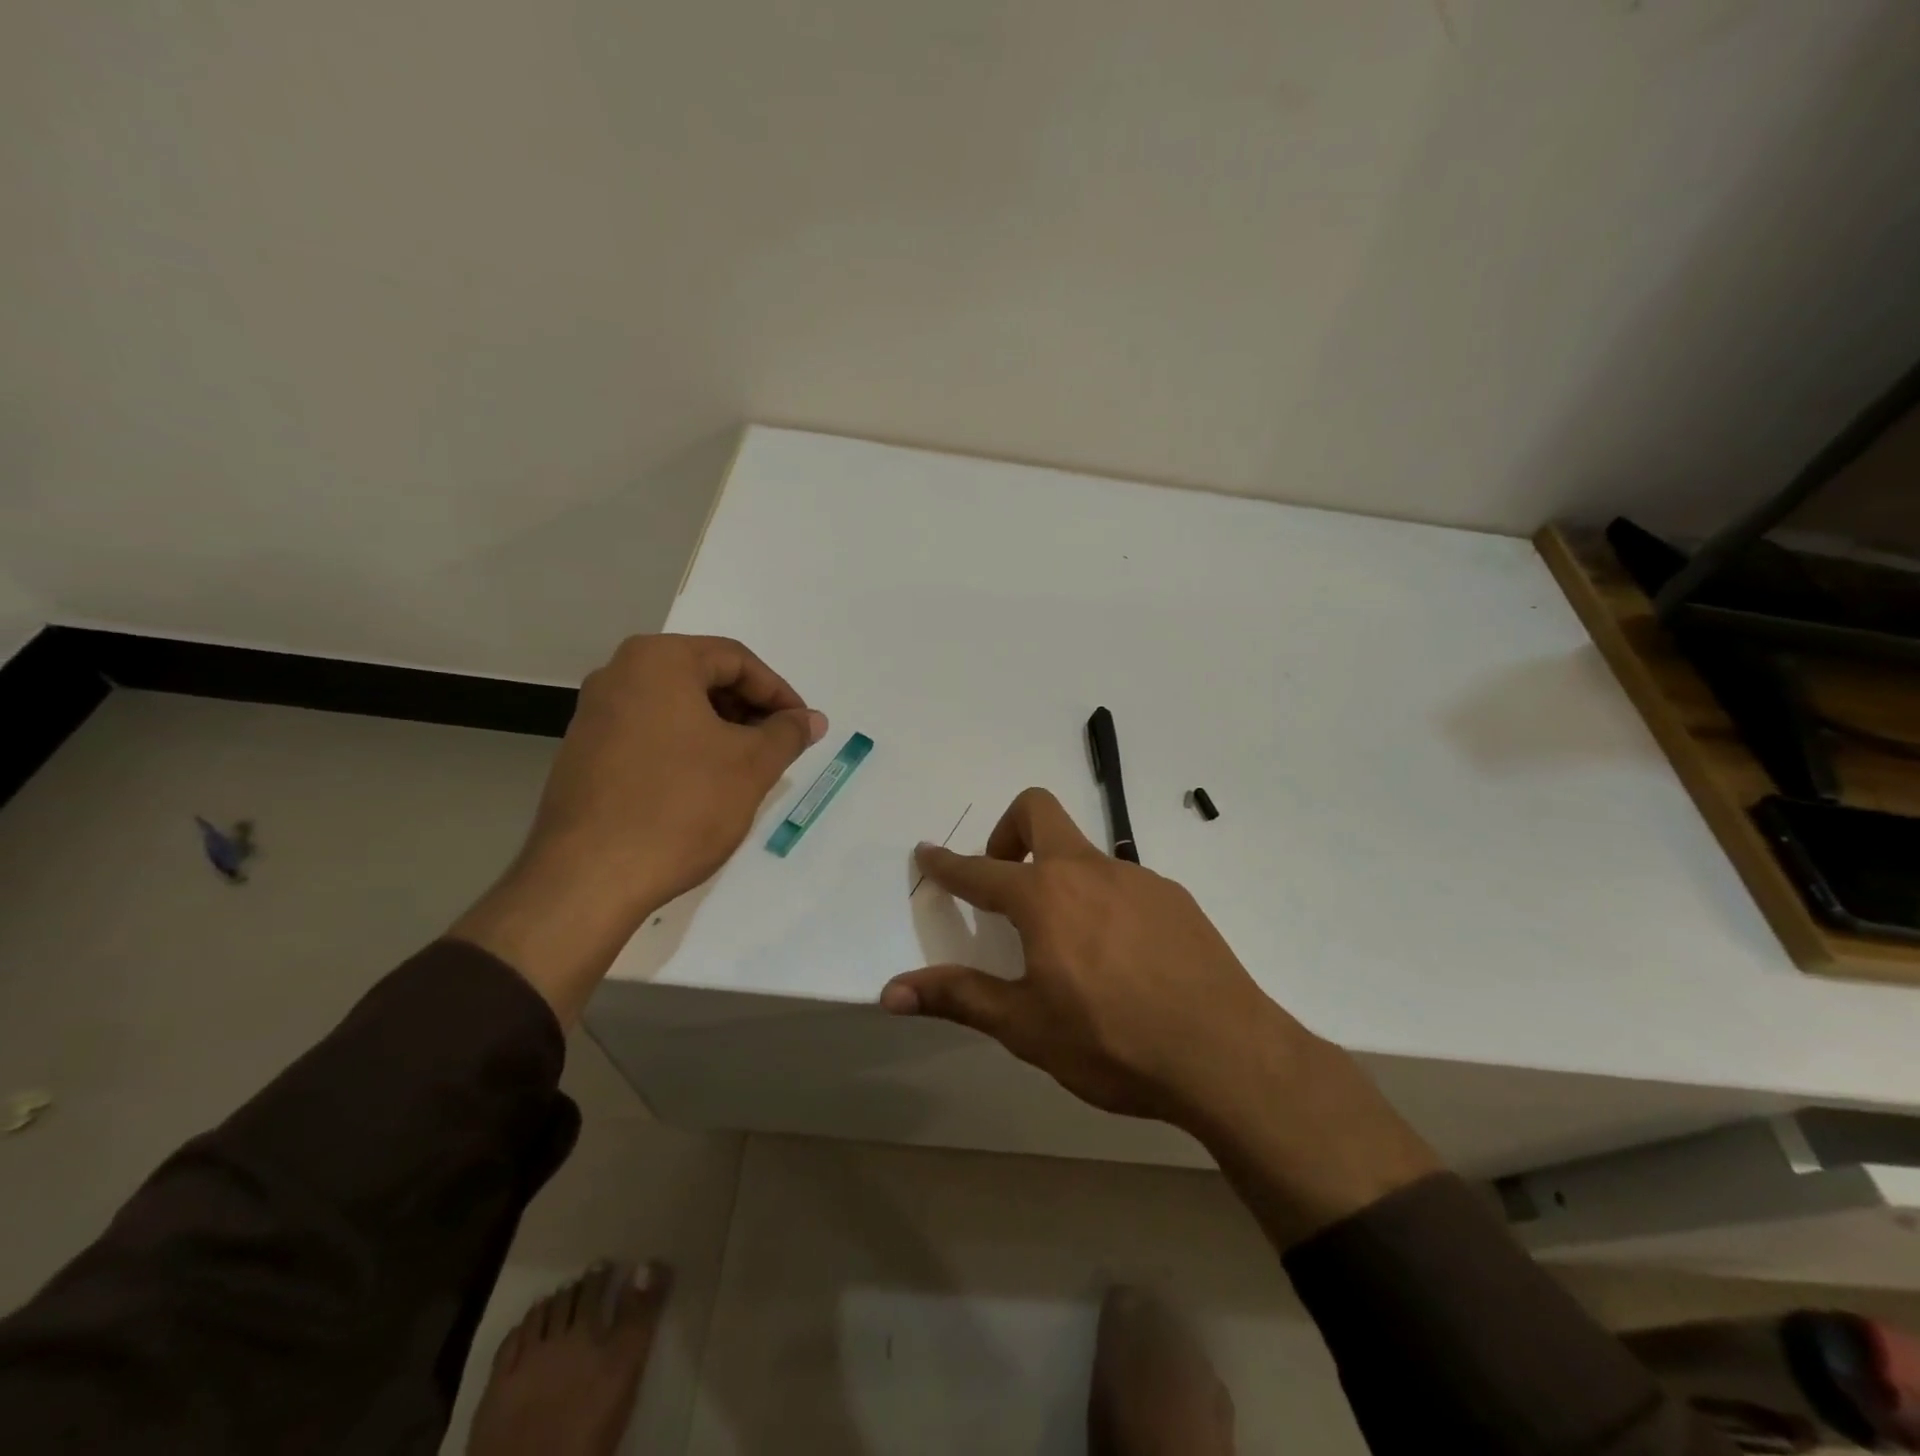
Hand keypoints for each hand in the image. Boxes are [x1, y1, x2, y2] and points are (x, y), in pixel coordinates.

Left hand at [526, 634, 825, 912]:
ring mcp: (595, 714)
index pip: (736, 660)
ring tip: (748, 769)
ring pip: (676, 707)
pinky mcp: (585, 752)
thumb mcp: (751, 765)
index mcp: (659, 661)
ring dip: (720, 730)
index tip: (802, 727)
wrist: (590, 877)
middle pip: (703, 677)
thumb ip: (787, 733)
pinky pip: (650, 732)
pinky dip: (687, 747)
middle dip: (748, 710)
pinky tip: (705, 785)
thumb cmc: (681, 806)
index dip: (778, 692)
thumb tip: (811, 719)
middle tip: (778, 746)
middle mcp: (619, 674)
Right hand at [880, 788, 1296, 1126]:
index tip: (927, 853)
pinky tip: (1120, 958)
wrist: (1226, 1055)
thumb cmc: (1113, 1043)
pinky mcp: (1174, 897)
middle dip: (1007, 828)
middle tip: (1004, 880)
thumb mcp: (1026, 1027)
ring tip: (1068, 944)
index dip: (946, 864)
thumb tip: (891, 992)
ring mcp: (1137, 878)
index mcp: (1044, 897)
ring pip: (1083, 852)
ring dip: (1059, 877)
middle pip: (1037, 810)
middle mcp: (1088, 871)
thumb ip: (960, 998)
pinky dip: (1102, 901)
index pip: (979, 871)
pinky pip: (1123, 882)